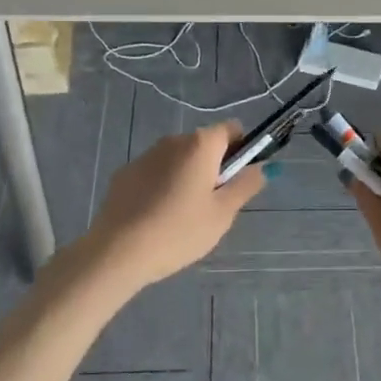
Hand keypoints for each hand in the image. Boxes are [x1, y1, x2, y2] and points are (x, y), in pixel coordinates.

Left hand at [81, 123, 263, 291]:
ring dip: (188, 177)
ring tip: (183, 217)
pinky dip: (163, 187)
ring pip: (178, 160)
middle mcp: (172, 141)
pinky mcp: (125, 174)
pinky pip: (155, 173)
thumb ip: (246, 185)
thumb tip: (263, 167)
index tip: (239, 179)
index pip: (232, 129)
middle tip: (214, 206)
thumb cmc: (179, 231)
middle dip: (214, 167)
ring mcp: (145, 156)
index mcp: (200, 145)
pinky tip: (157, 218)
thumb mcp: (222, 213)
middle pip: (204, 145)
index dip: (243, 149)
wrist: (117, 252)